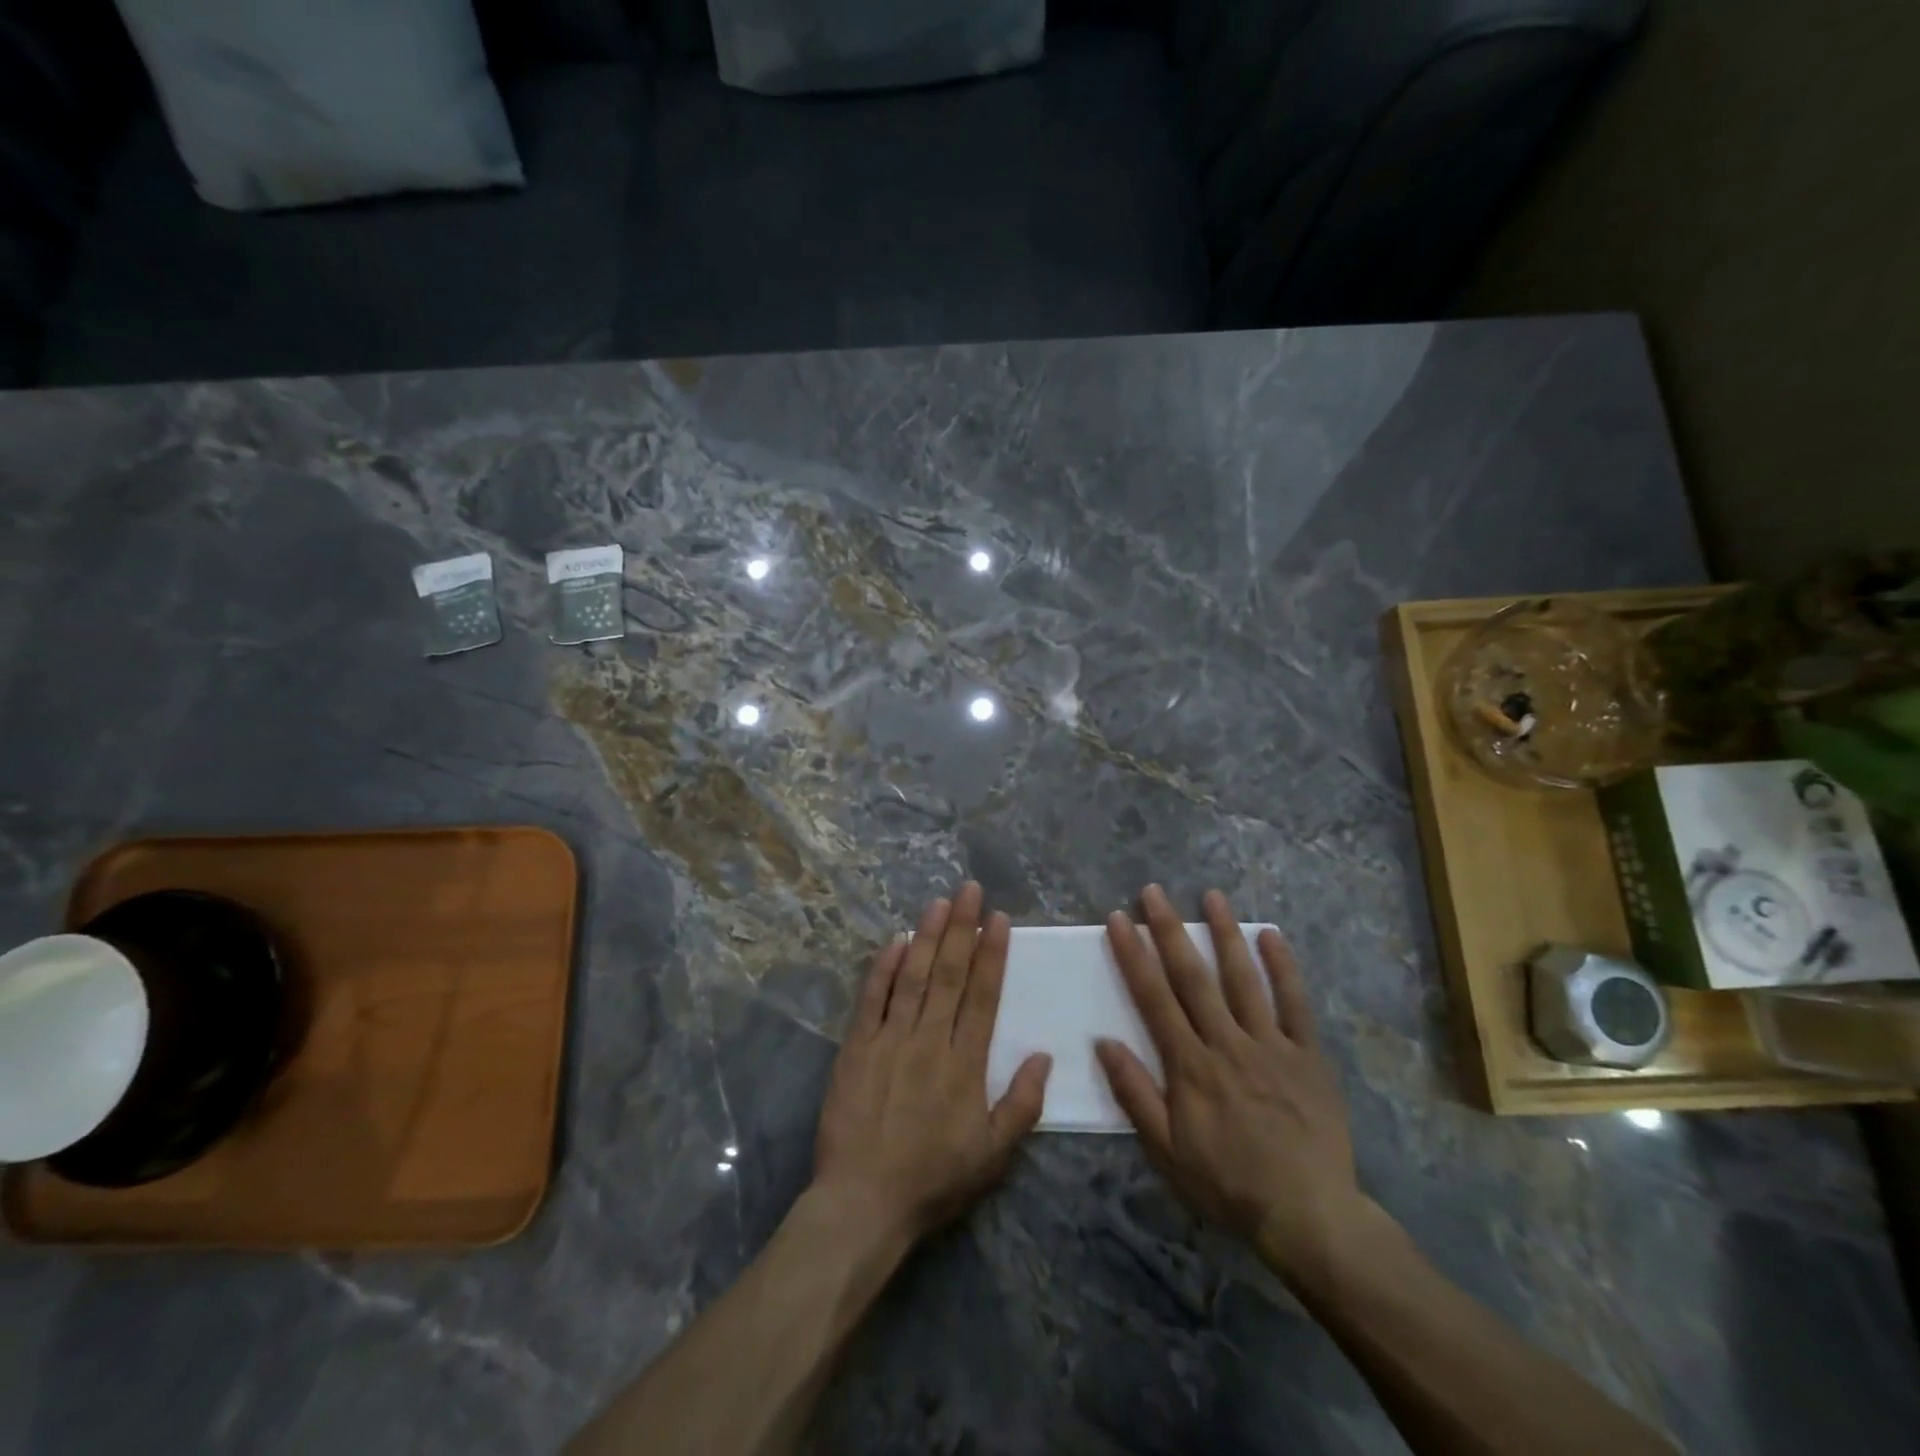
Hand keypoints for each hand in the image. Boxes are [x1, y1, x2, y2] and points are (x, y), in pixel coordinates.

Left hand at [813, 882, 1051, 1244]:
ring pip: (913, 977)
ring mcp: (890, 1040)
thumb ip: (1022, 1104)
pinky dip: (883, 968)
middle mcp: (930, 1041)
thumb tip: (1045, 1055)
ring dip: (928, 936)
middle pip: (950, 974)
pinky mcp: (856, 1048)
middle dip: (963, 928)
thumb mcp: (994, 1156)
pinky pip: (872, 1000)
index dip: (993, 954)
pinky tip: (895, 940)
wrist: (864, 1203)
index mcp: (966, 1064)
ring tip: (940, 902)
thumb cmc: (934, 1180)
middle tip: (970, 889)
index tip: (1000, 919)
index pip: (983, 996)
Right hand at [1095, 885, 1365, 1287]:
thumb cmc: (1228, 1184)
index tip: (1118, 919)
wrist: (1309, 1216)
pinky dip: (1284, 968)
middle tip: (1154, 891)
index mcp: (1190, 1065)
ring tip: (1211, 895)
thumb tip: (1103, 1042)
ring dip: (1224, 933)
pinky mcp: (1308, 1055)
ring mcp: (1271, 1044)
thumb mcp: (1167, 1151)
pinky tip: (1272, 935)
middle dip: (1169, 930)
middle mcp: (1227, 1042)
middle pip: (1193, 976)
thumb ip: (1135, 1094)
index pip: (1154, 998)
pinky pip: (1295, 1004)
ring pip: (1243, 978)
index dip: (1133, 955)